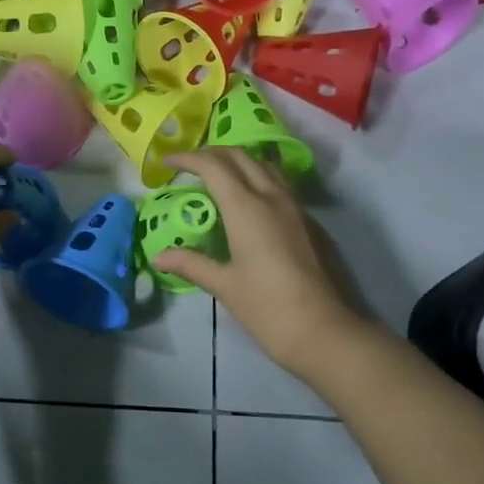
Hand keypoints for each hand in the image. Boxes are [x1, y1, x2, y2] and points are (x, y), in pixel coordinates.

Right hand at [154, 148, 372, 376]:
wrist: (325, 330)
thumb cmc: (267, 308)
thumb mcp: (224, 285)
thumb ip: (191, 263)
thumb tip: (159, 256)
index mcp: (246, 208)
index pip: (213, 166)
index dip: (188, 158)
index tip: (168, 162)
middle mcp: (272, 197)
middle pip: (241, 156)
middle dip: (212, 153)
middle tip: (191, 165)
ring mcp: (296, 207)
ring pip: (265, 165)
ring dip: (239, 161)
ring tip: (219, 176)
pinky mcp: (310, 221)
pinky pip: (280, 184)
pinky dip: (258, 178)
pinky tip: (249, 201)